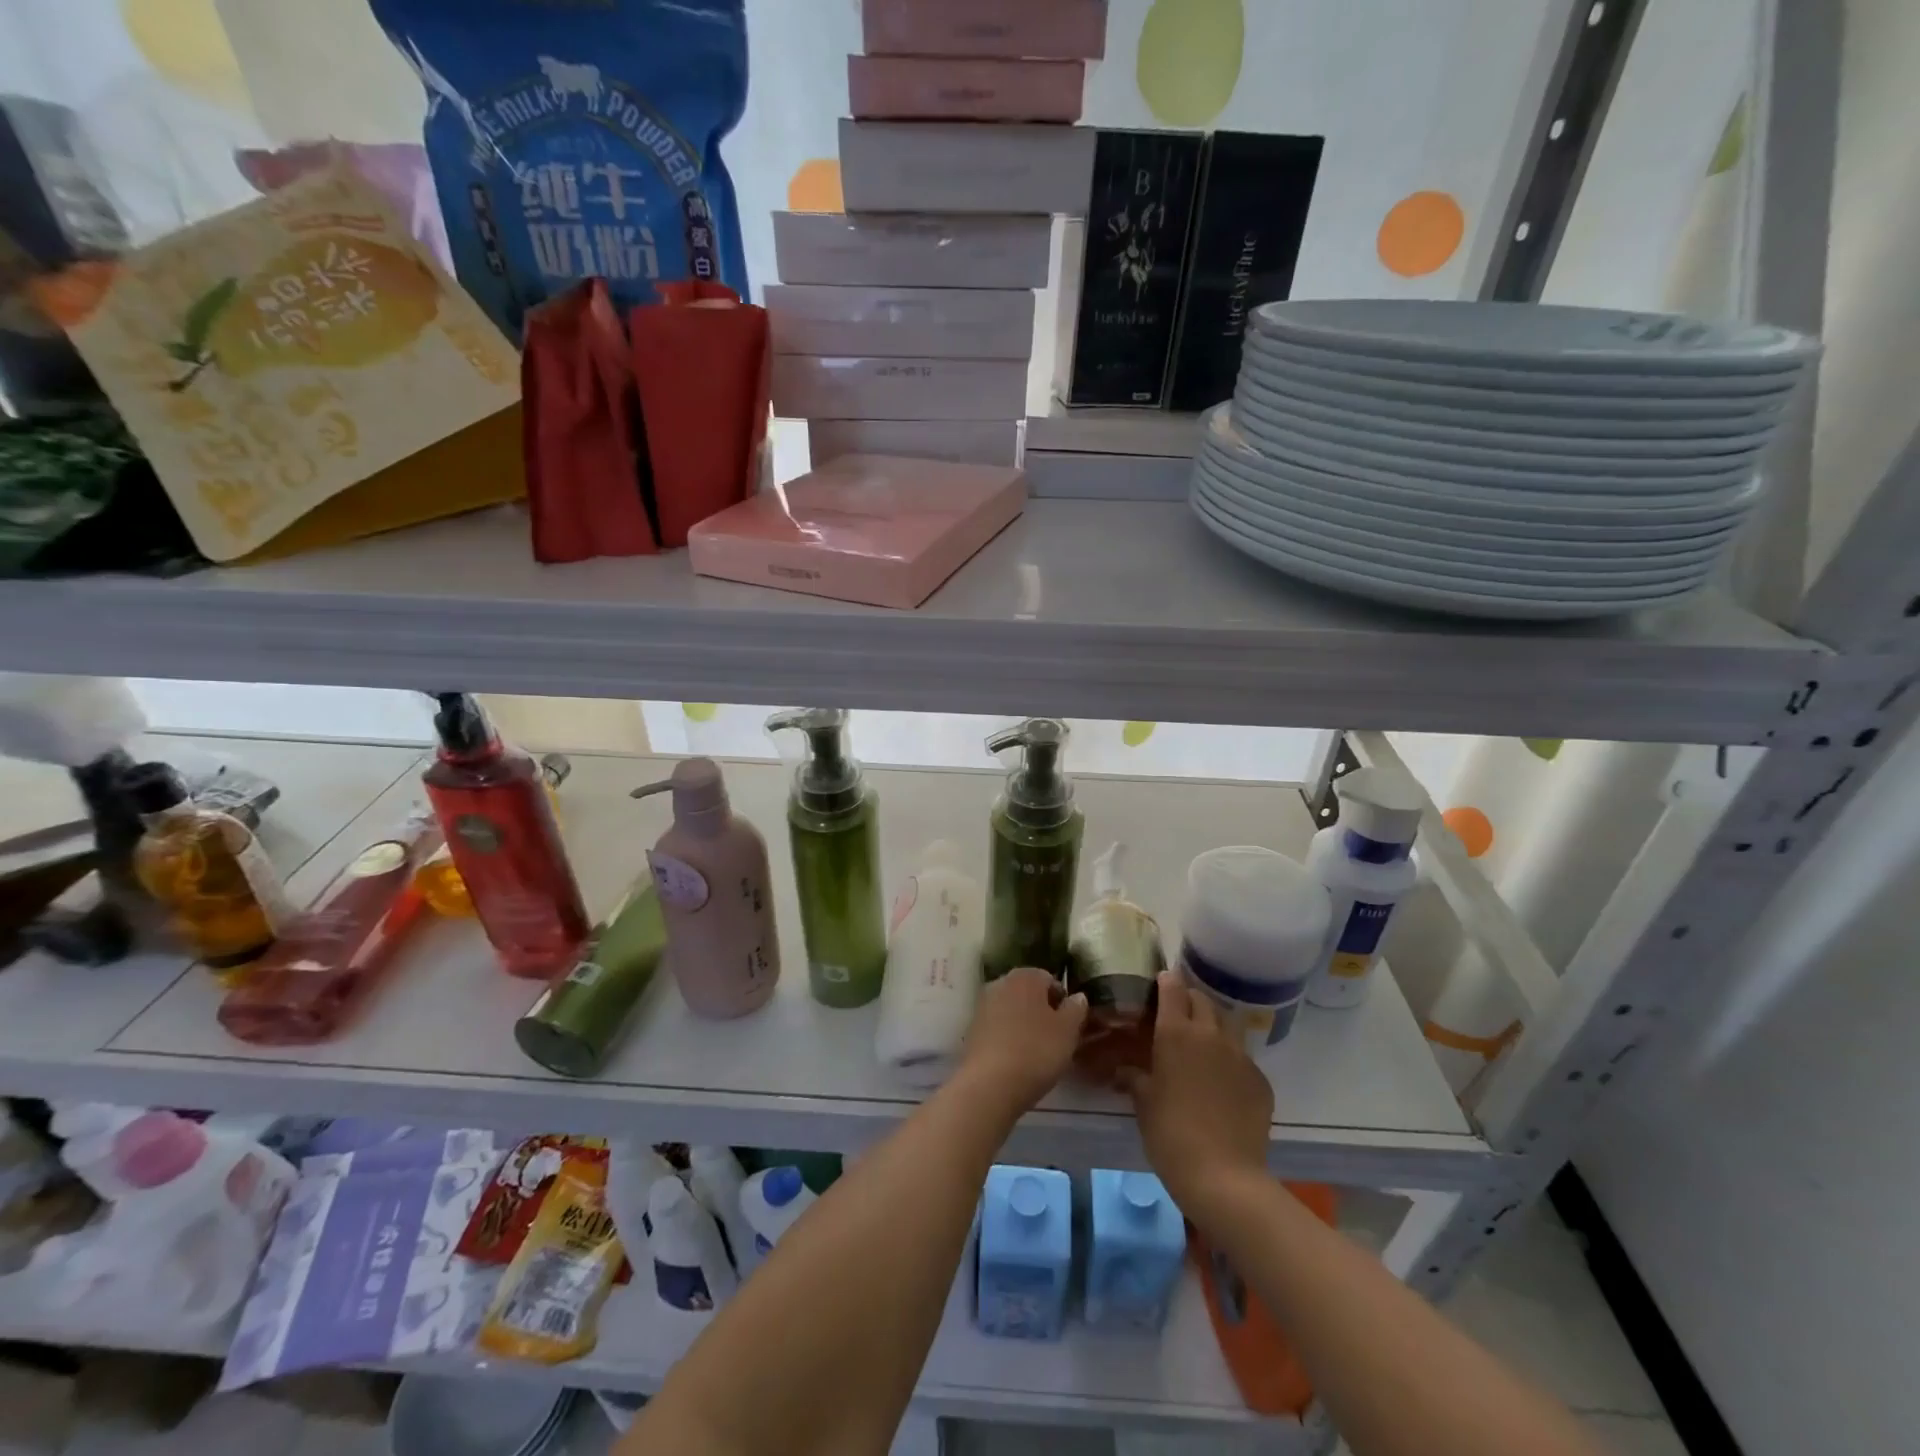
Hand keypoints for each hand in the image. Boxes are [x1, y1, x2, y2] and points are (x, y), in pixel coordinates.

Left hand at [956, 967, 1086, 1118]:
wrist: (990, 1084)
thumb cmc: (1036, 1051)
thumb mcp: (1068, 1031)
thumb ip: (1076, 1009)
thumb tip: (1077, 997)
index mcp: (1025, 976)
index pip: (1050, 980)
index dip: (1063, 1002)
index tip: (1070, 1026)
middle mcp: (1000, 982)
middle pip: (1028, 994)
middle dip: (1042, 1012)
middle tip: (1056, 1040)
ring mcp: (982, 1005)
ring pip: (1012, 1011)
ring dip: (1024, 1025)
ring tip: (1037, 1053)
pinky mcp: (972, 1030)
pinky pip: (998, 1028)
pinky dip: (1008, 1038)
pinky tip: (1017, 1060)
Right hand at [1125, 971, 1273, 1217]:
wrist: (1223, 1176)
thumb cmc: (1170, 1134)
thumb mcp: (1143, 1102)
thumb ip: (1134, 1076)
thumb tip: (1125, 1069)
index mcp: (1175, 1032)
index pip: (1172, 988)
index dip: (1165, 982)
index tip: (1159, 984)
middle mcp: (1210, 1034)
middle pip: (1202, 1000)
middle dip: (1189, 1001)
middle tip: (1177, 1017)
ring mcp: (1240, 1055)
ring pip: (1227, 1024)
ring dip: (1213, 1026)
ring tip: (1202, 1045)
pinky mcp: (1260, 1079)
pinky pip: (1243, 1058)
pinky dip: (1230, 1060)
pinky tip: (1223, 1084)